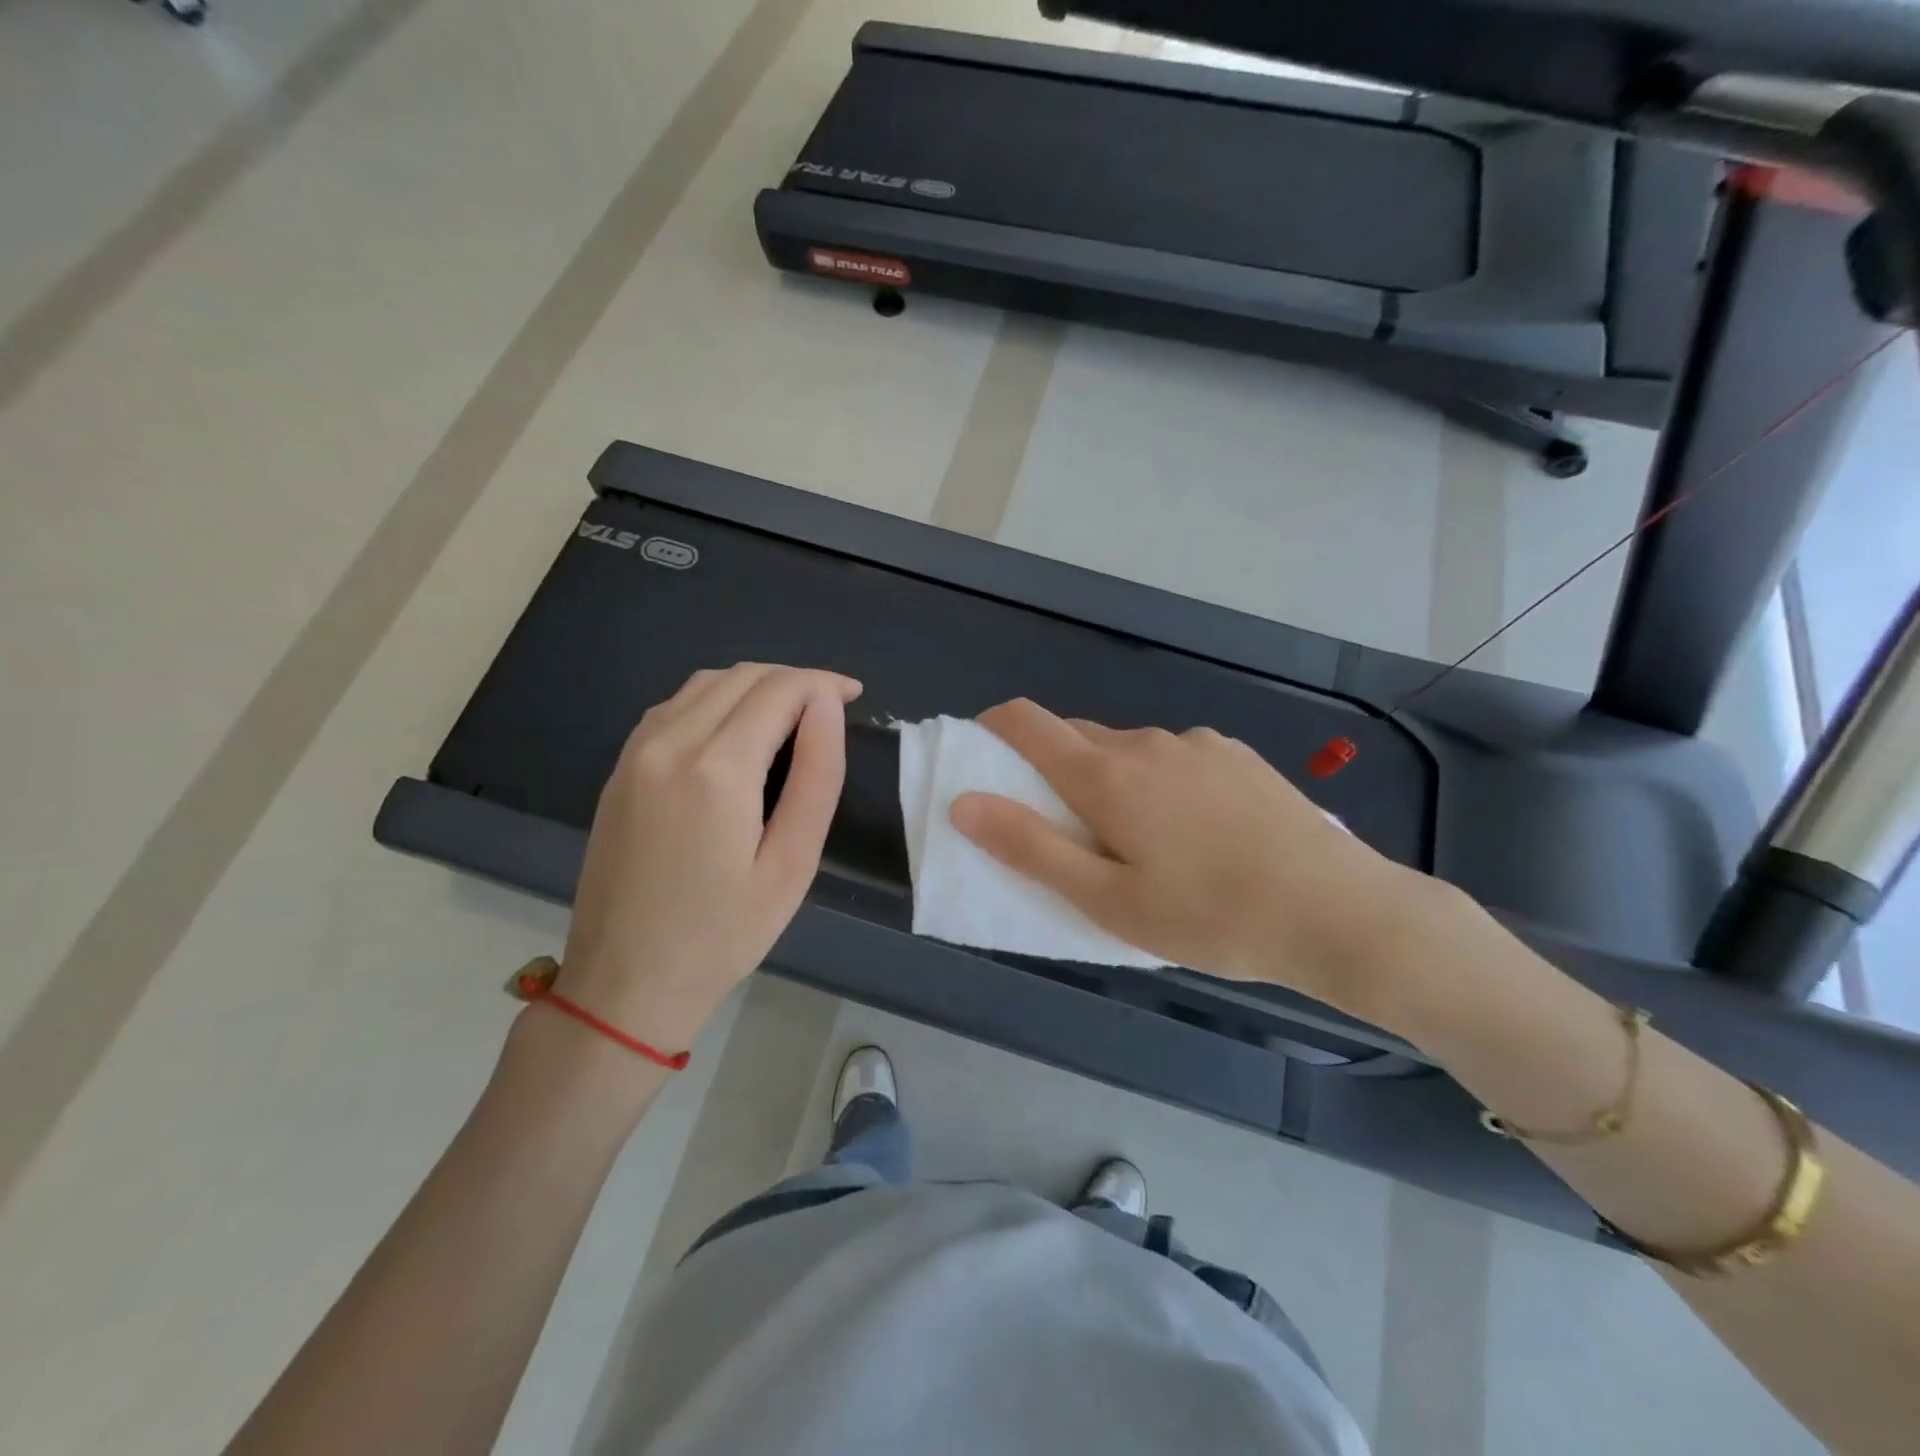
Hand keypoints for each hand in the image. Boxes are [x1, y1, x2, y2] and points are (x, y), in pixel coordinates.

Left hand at [555, 663, 860, 1052]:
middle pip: (742, 675)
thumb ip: (817, 776)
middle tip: (832, 707)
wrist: (624, 982)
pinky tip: (737, 731)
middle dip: (795, 679)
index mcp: (717, 769)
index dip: (824, 683)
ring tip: (793, 715)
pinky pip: (674, 706)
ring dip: (755, 685)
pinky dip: (716, 699)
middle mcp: (669, 743)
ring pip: (705, 683)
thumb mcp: (792, 864)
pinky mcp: (620, 768)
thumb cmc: (724, 934)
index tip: (856, 696)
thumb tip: (827, 706)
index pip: (780, 689)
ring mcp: (636, 753)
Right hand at [949, 699, 1448, 1024]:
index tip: (986, 756)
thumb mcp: (1107, 900)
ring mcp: (1198, 744)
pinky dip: (1160, 780)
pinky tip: (1196, 830)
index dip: (994, 728)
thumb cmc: (1208, 916)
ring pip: (1130, 750)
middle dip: (1056, 770)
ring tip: (1141, 841)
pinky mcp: (1237, 756)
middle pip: (1078, 738)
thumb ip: (1030, 848)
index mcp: (1106, 775)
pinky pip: (1176, 757)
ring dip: (1113, 779)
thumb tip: (964, 803)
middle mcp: (1147, 743)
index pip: (1028, 722)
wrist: (1336, 910)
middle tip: (1069, 831)